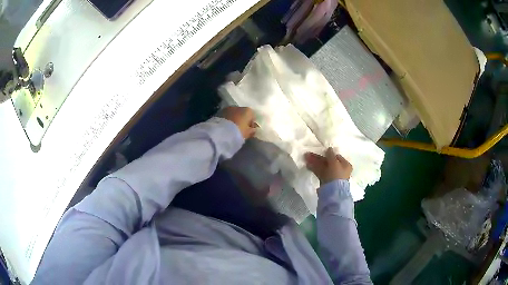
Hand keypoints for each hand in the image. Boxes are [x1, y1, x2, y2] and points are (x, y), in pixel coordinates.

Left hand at [220, 106, 256, 138]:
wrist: (222, 132)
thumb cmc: (238, 132)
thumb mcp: (248, 133)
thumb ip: (252, 131)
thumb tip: (253, 130)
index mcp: (248, 111)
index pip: (253, 116)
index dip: (251, 124)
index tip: (249, 131)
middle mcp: (239, 107)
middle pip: (243, 113)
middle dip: (242, 120)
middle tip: (240, 130)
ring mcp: (228, 108)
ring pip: (234, 114)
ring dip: (234, 119)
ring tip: (232, 129)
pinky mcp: (220, 112)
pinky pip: (227, 116)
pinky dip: (228, 120)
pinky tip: (226, 127)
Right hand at [304, 147, 352, 184]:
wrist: (333, 192)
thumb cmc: (336, 174)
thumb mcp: (335, 162)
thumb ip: (331, 155)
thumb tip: (329, 148)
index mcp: (345, 165)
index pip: (337, 157)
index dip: (329, 153)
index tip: (321, 151)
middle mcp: (340, 170)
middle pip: (328, 162)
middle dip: (318, 158)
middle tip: (309, 154)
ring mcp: (332, 176)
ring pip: (323, 167)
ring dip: (315, 162)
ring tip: (306, 158)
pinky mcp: (326, 181)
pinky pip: (320, 173)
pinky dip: (314, 168)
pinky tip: (308, 165)